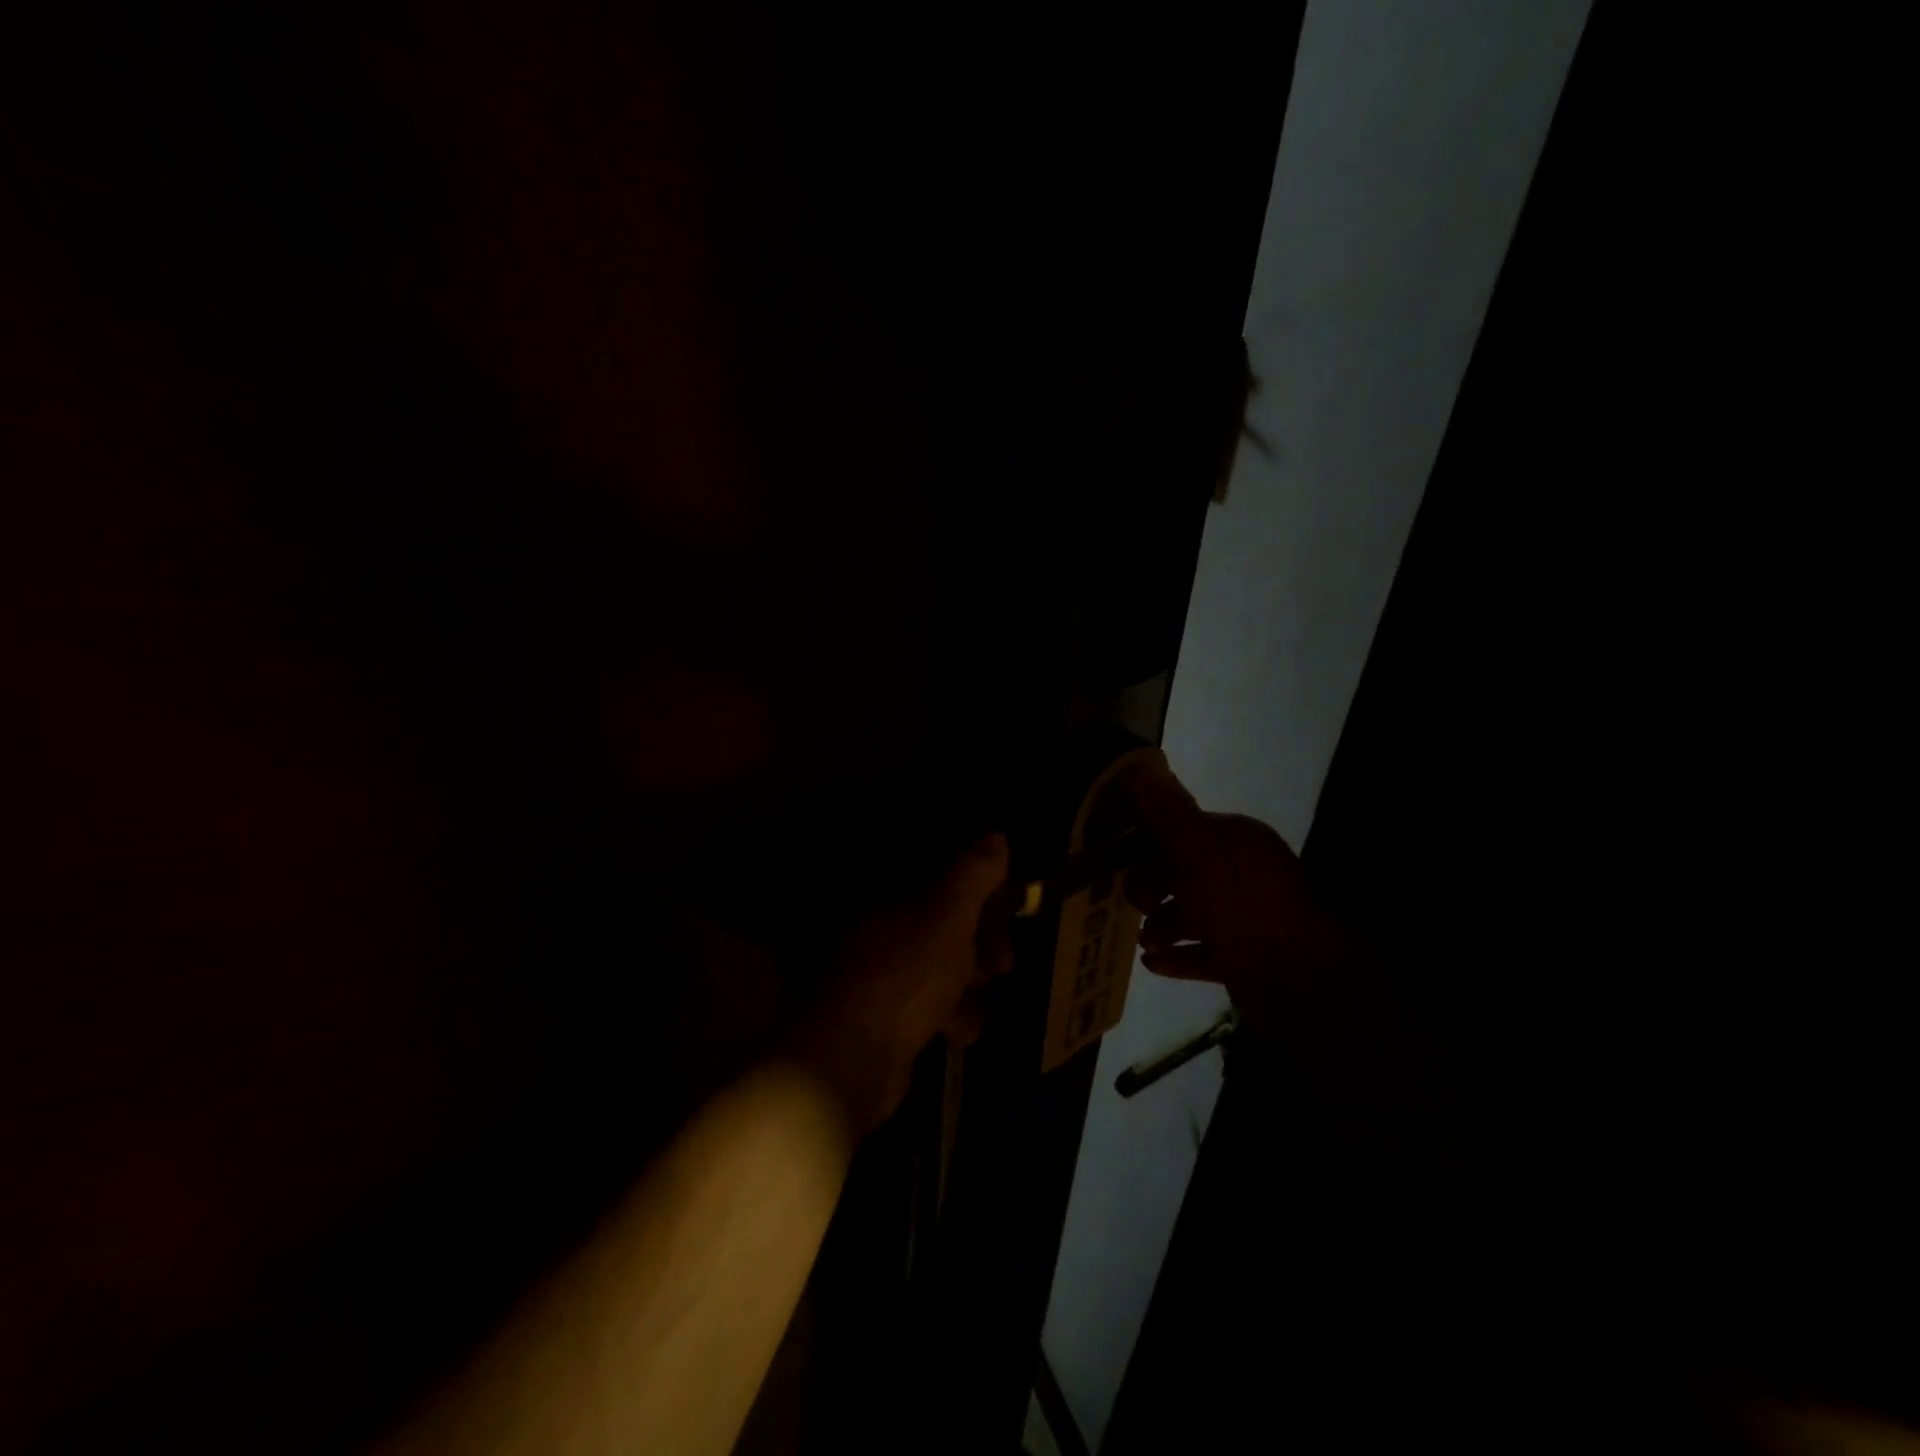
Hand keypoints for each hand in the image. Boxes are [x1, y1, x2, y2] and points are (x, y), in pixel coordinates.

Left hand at [787, 834, 1011, 1137]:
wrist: (852, 1060)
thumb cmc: (906, 976)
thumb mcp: (949, 916)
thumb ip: (974, 874)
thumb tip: (996, 836)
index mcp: (890, 895)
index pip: (944, 876)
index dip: (981, 890)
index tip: (1008, 909)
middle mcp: (881, 927)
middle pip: (946, 921)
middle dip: (981, 941)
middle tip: (1003, 963)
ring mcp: (881, 972)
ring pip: (941, 964)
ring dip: (969, 983)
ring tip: (977, 1001)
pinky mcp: (885, 1014)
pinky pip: (929, 1003)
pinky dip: (950, 1014)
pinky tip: (960, 1031)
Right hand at [1119, 762, 1349, 1039]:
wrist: (1298, 979)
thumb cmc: (1239, 907)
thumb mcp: (1196, 852)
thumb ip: (1166, 814)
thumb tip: (1139, 767)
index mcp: (1237, 841)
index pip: (1183, 830)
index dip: (1147, 843)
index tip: (1118, 861)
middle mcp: (1246, 874)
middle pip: (1185, 873)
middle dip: (1153, 888)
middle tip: (1136, 906)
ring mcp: (1250, 918)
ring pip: (1193, 914)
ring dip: (1162, 926)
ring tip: (1145, 943)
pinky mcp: (1249, 958)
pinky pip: (1205, 951)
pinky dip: (1179, 955)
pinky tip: (1153, 964)